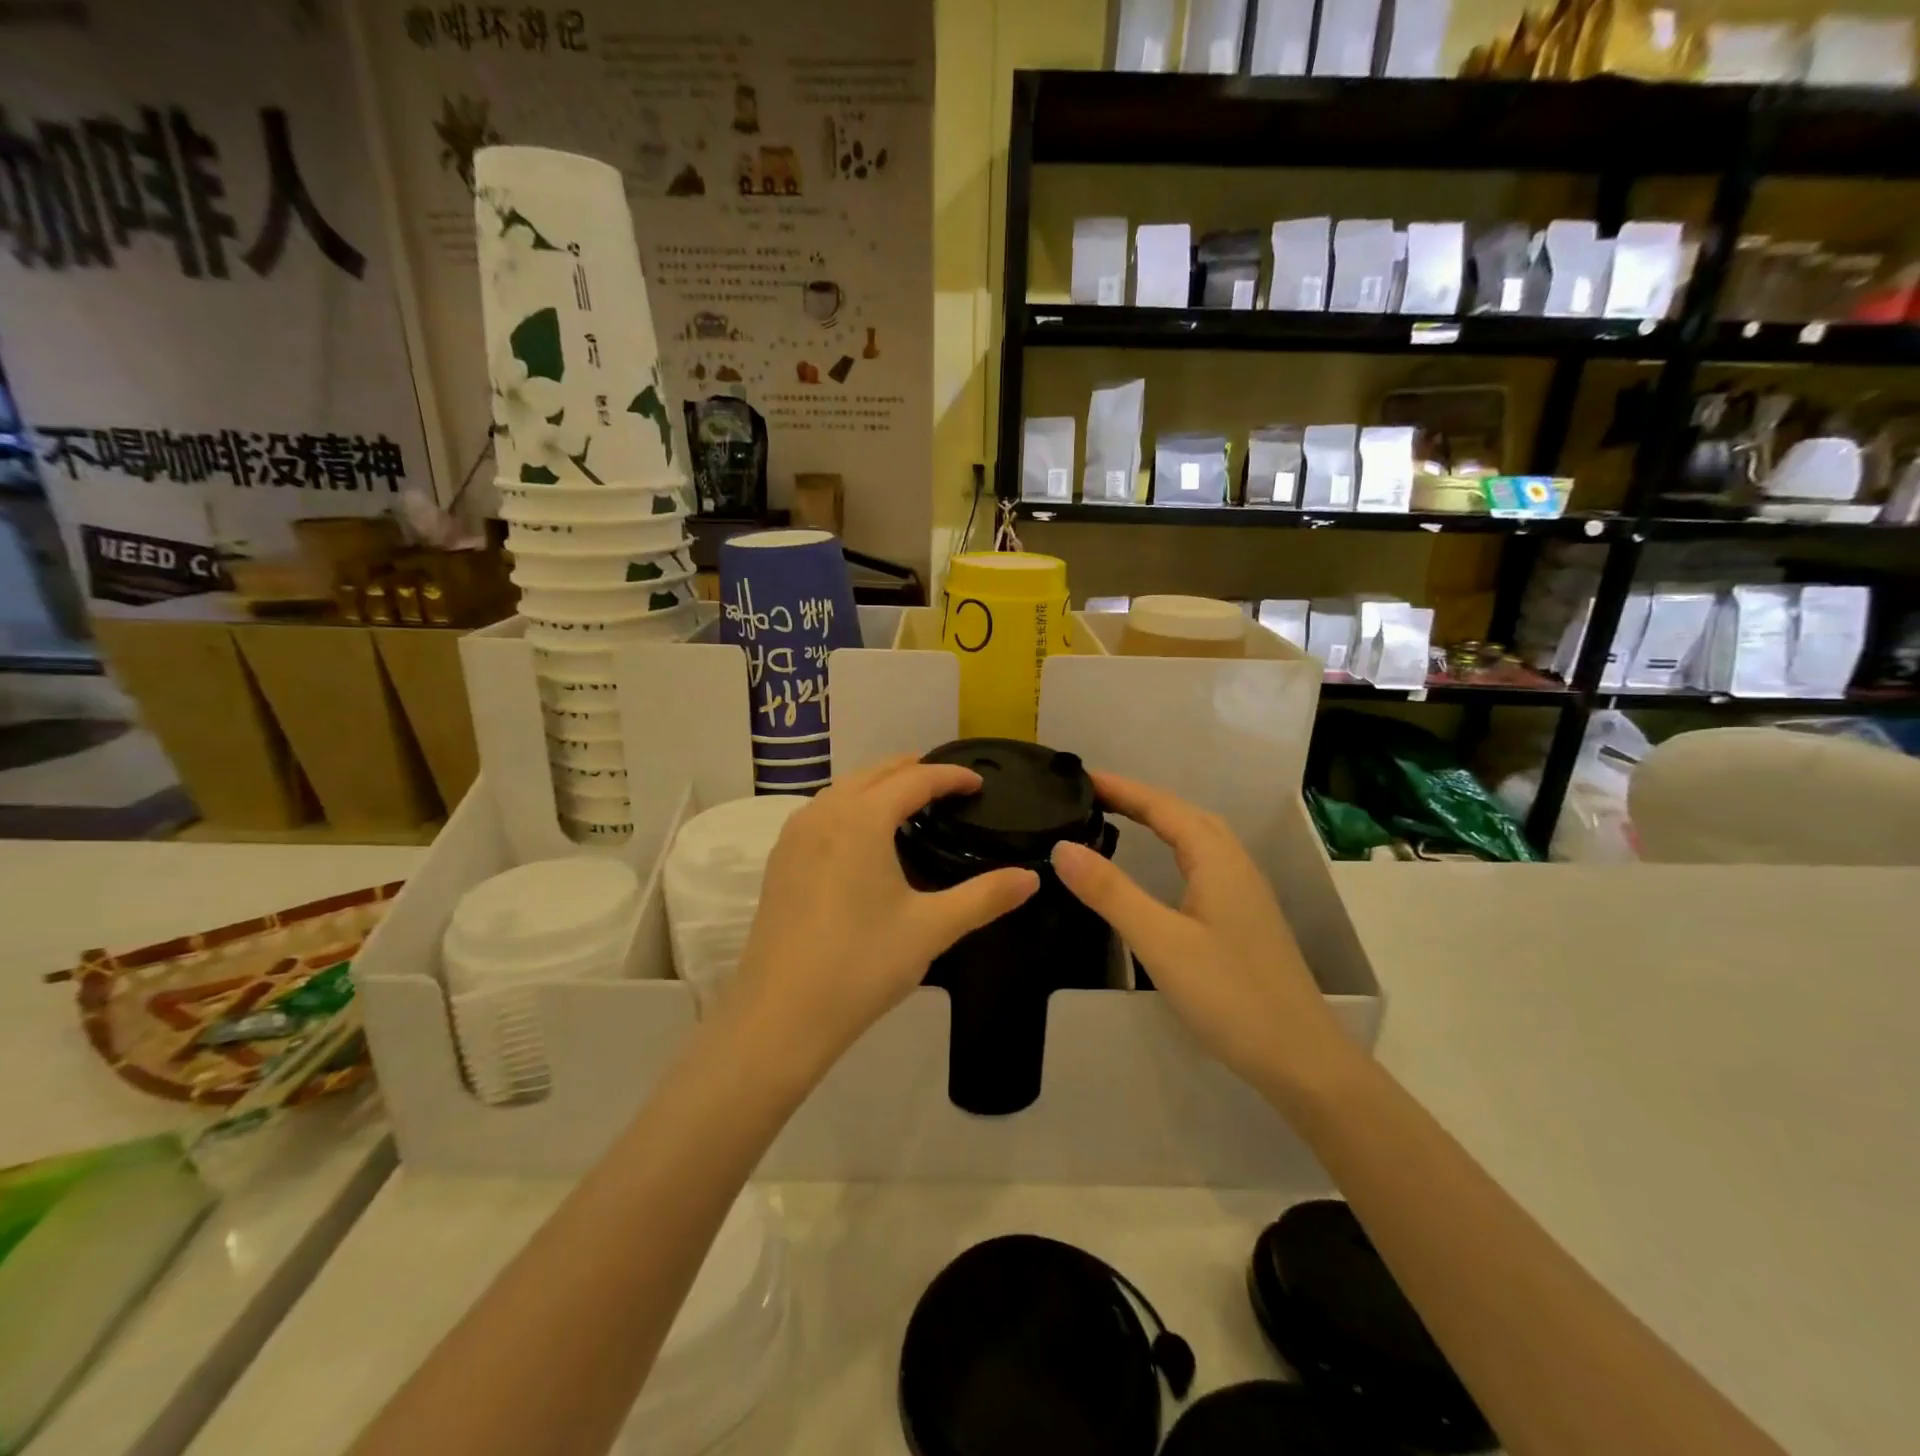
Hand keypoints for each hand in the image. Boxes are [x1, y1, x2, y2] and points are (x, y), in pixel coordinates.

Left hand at [727, 754, 1039, 1081]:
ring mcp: (794, 836)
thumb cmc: (861, 965)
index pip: (914, 779)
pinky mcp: (779, 862)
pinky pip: (821, 813)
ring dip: (877, 785)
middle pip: (873, 774)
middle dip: (912, 770)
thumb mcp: (931, 929)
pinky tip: (862, 836)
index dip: (950, 776)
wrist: (779, 1016)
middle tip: (947, 782)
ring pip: (842, 790)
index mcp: (862, 818)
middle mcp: (824, 813)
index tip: (978, 782)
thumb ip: (985, 897)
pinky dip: (849, 806)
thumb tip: (1032, 878)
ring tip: (907, 800)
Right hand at [1050, 771, 1352, 1096]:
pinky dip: (1174, 848)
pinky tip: (1163, 869)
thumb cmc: (1229, 995)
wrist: (1302, 1059)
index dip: (1122, 789)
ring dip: (1160, 820)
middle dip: (1139, 799)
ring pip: (1198, 838)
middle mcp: (1235, 865)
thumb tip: (1062, 847)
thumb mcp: (1160, 942)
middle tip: (1093, 797)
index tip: (1081, 778)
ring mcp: (1245, 893)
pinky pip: (1204, 862)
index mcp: (1218, 860)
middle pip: (1184, 815)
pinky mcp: (1245, 918)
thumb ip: (1111, 892)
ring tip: (1120, 819)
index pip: (1163, 807)